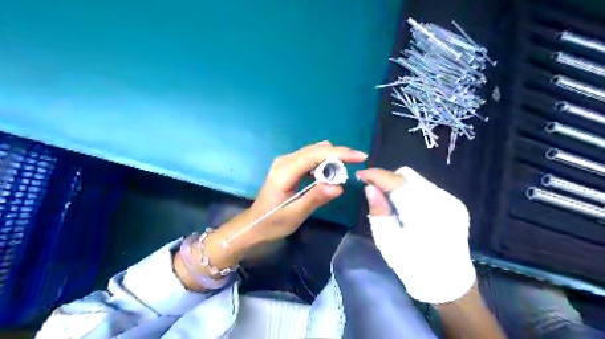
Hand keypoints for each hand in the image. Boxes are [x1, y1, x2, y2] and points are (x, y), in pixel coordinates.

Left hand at [246, 140, 368, 243]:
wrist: (254, 224)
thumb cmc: (273, 222)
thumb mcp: (295, 214)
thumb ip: (316, 198)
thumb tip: (339, 187)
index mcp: (285, 171)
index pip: (316, 154)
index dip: (340, 153)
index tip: (360, 157)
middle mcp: (285, 160)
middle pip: (317, 149)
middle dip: (338, 156)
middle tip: (352, 171)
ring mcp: (286, 162)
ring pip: (315, 152)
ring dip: (331, 160)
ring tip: (341, 176)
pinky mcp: (289, 166)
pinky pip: (310, 158)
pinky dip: (323, 164)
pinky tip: (328, 176)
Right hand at [356, 166, 474, 303]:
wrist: (449, 283)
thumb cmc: (413, 265)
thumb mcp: (388, 242)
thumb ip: (378, 212)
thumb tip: (369, 188)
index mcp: (423, 212)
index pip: (396, 181)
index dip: (376, 175)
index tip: (360, 176)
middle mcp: (441, 200)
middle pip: (407, 175)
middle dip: (388, 180)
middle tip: (376, 193)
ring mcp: (451, 201)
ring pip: (417, 180)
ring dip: (400, 187)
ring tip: (393, 204)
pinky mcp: (456, 204)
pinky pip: (427, 188)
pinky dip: (413, 193)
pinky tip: (410, 210)